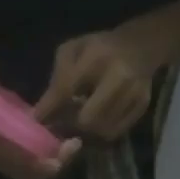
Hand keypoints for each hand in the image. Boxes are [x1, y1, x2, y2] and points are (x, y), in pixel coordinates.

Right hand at [0, 46, 82, 178]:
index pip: (9, 161)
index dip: (33, 164)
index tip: (57, 160)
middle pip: (24, 172)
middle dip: (50, 166)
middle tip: (73, 148)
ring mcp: (0, 149)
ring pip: (30, 169)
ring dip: (52, 161)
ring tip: (73, 145)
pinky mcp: (10, 143)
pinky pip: (31, 158)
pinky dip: (48, 155)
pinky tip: (64, 142)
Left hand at [33, 29, 156, 140]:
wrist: (140, 45)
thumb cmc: (98, 48)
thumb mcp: (72, 50)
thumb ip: (57, 78)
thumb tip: (41, 114)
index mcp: (97, 57)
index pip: (67, 89)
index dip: (50, 109)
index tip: (38, 120)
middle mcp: (119, 76)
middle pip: (88, 119)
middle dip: (72, 125)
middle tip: (63, 123)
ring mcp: (133, 93)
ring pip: (102, 130)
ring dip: (86, 131)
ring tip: (79, 120)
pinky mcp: (142, 106)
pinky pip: (116, 132)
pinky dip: (101, 132)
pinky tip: (96, 121)